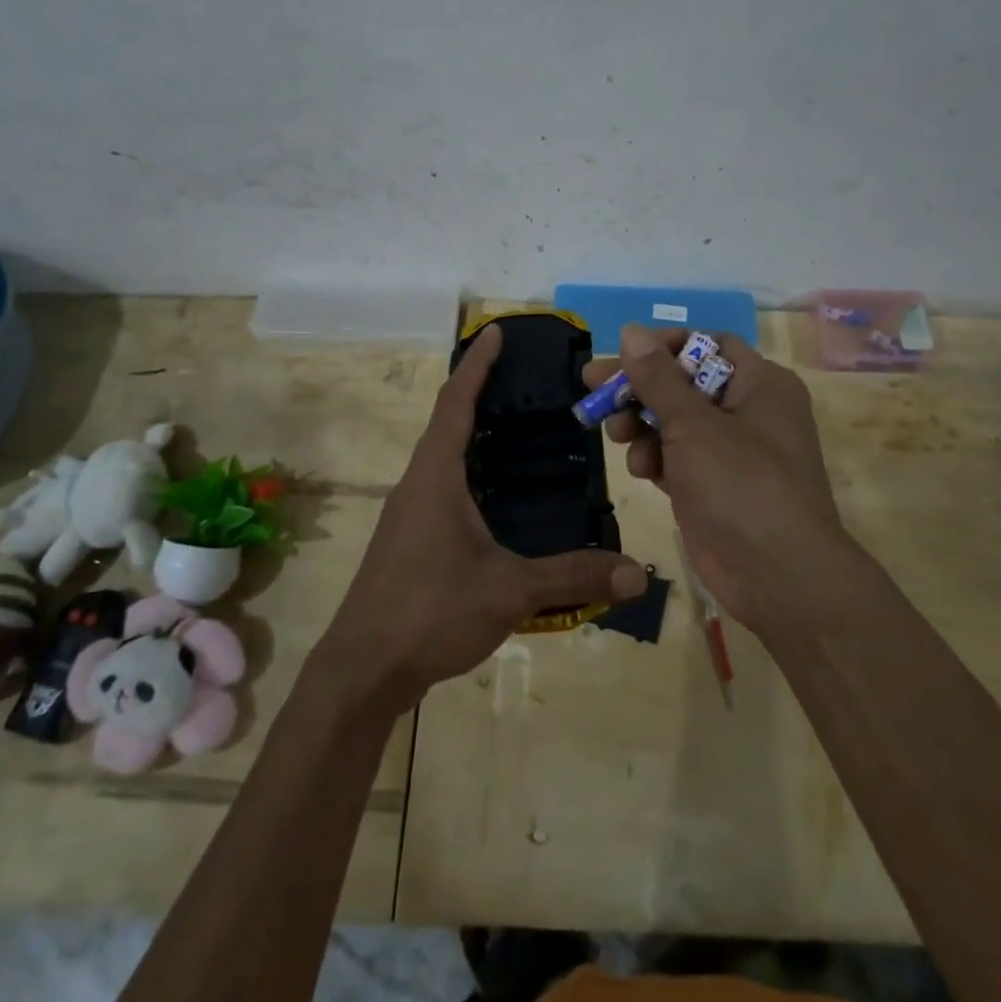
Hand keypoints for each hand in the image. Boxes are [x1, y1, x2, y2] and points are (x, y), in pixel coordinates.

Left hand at [318, 324, 647, 714]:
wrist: (363, 669)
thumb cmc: (430, 611)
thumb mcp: (509, 591)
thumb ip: (574, 577)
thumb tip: (637, 574)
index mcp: (435, 476)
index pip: (456, 403)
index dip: (477, 365)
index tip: (495, 332)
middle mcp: (416, 483)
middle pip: (447, 422)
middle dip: (479, 393)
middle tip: (524, 380)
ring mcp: (407, 512)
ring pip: (442, 457)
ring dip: (472, 434)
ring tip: (517, 429)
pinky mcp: (407, 539)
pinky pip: (441, 485)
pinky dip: (468, 470)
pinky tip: (496, 495)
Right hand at [583, 324, 855, 632]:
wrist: (777, 576)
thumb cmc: (740, 484)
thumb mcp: (693, 424)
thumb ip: (657, 378)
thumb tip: (631, 331)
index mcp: (760, 384)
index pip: (707, 345)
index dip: (663, 346)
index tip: (623, 356)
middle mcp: (748, 411)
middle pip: (683, 384)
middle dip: (639, 389)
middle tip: (593, 389)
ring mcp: (731, 452)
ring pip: (675, 422)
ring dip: (642, 426)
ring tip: (617, 436)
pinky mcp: (713, 486)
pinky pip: (677, 457)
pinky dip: (656, 459)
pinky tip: (642, 472)